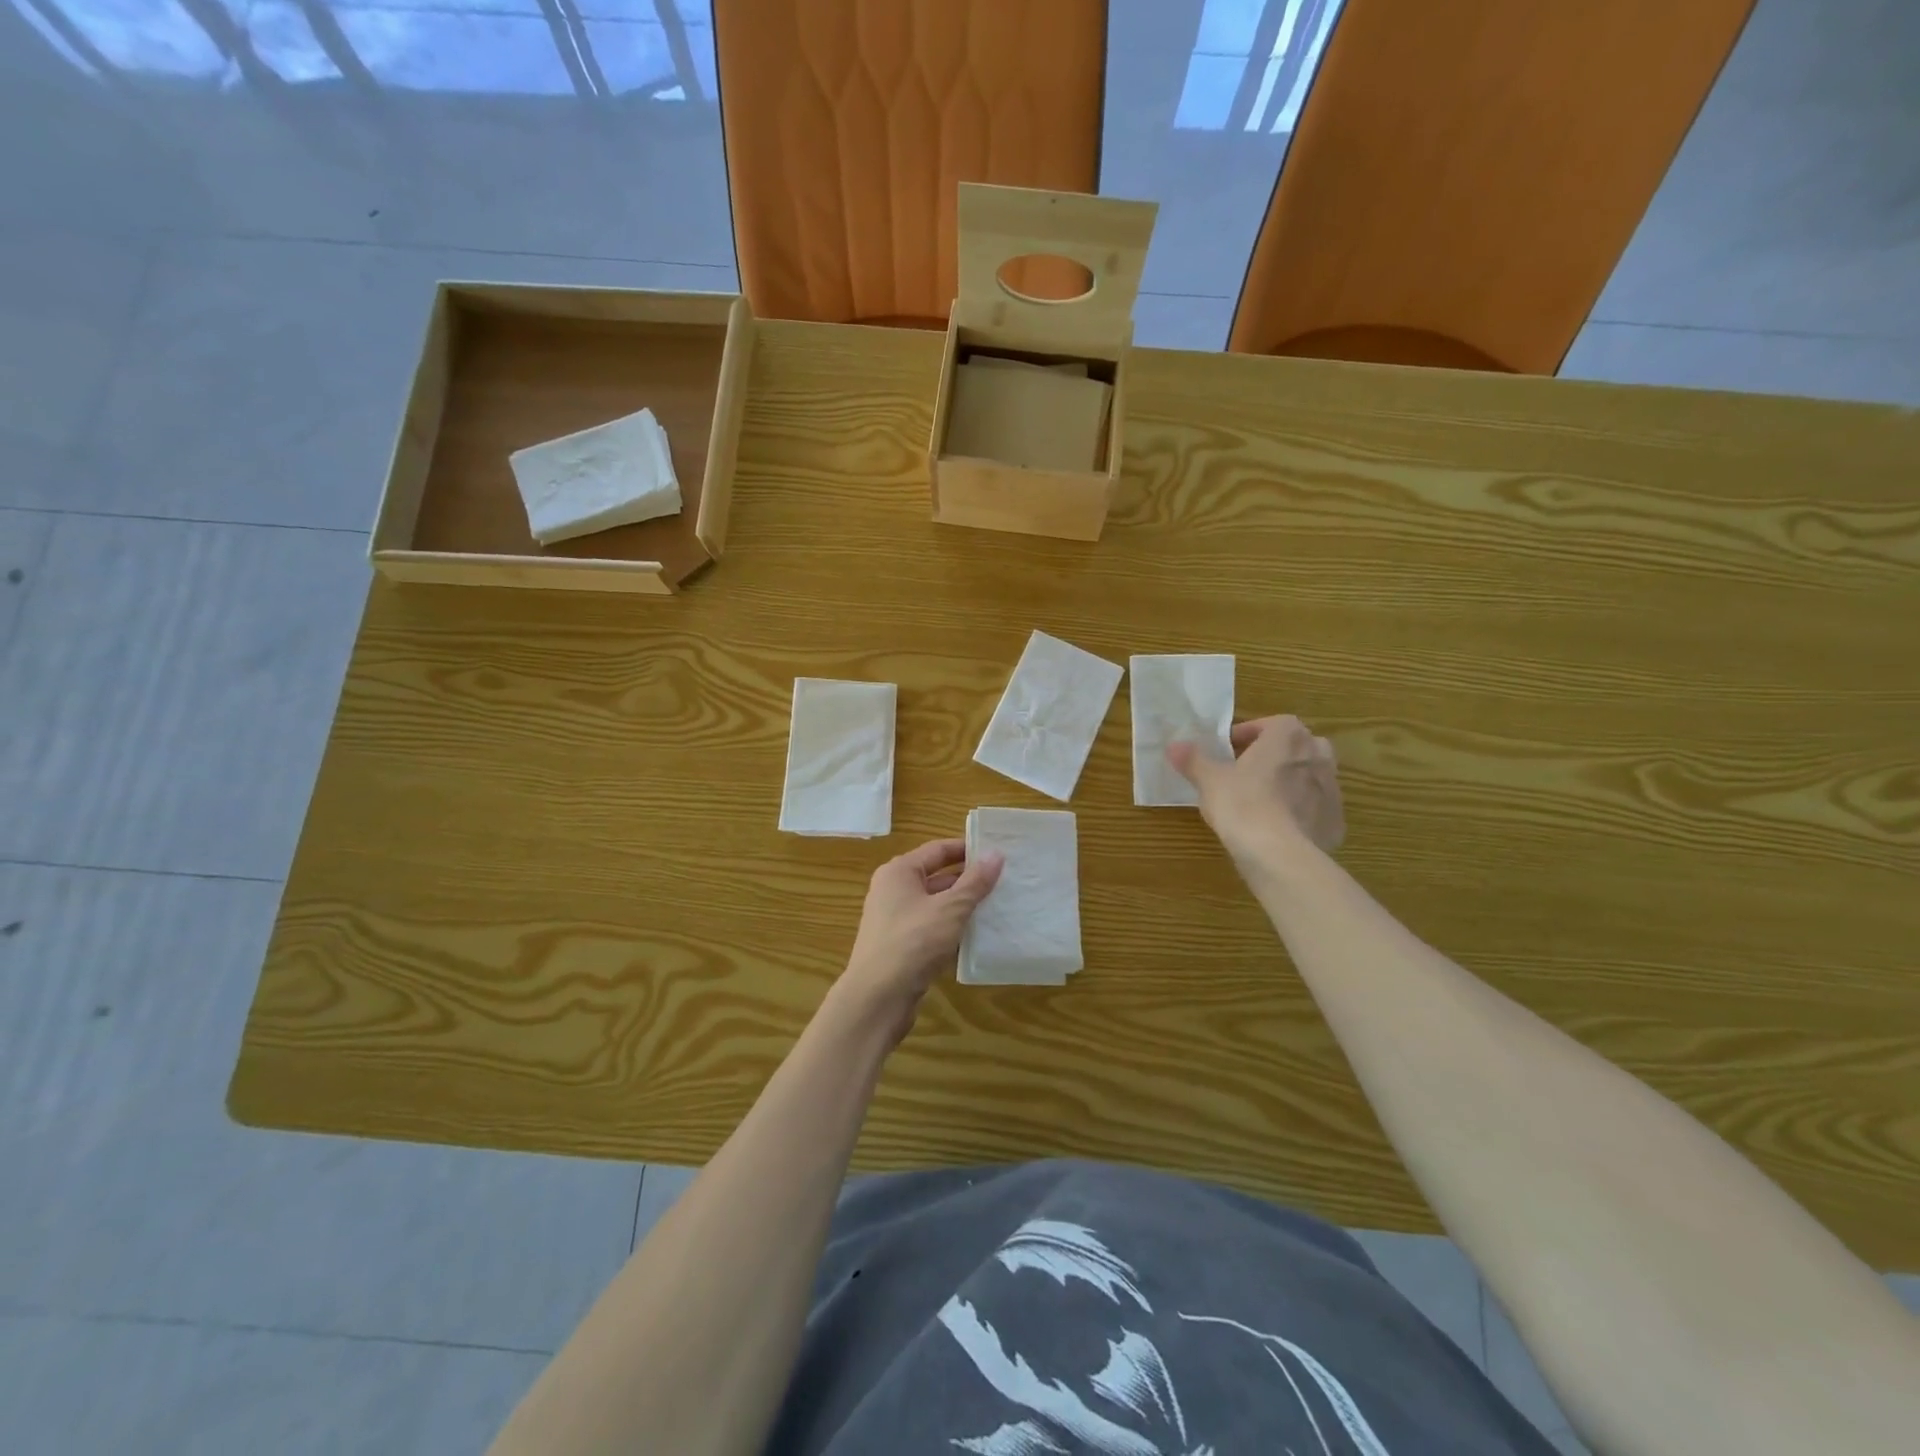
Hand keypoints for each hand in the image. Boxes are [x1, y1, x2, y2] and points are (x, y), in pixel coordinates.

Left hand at [835, 838, 1002, 1044]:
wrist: (877, 998)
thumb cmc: (913, 942)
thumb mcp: (950, 909)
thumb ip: (975, 882)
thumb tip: (996, 854)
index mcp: (899, 872)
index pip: (938, 850)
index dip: (967, 849)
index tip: (997, 852)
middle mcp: (893, 890)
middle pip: (937, 876)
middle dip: (969, 879)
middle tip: (1004, 880)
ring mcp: (895, 920)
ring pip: (936, 905)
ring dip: (963, 906)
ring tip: (998, 906)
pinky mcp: (901, 946)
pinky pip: (932, 928)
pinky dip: (952, 929)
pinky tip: (978, 936)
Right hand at [1167, 715, 1344, 868]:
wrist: (1279, 854)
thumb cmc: (1242, 803)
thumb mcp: (1209, 779)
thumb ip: (1193, 760)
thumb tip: (1174, 746)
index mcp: (1288, 737)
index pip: (1271, 723)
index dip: (1249, 734)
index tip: (1229, 749)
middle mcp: (1317, 756)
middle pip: (1298, 746)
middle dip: (1277, 754)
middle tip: (1250, 771)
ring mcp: (1332, 790)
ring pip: (1311, 777)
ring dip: (1292, 782)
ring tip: (1263, 800)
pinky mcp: (1335, 822)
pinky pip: (1317, 809)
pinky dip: (1302, 813)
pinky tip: (1280, 828)